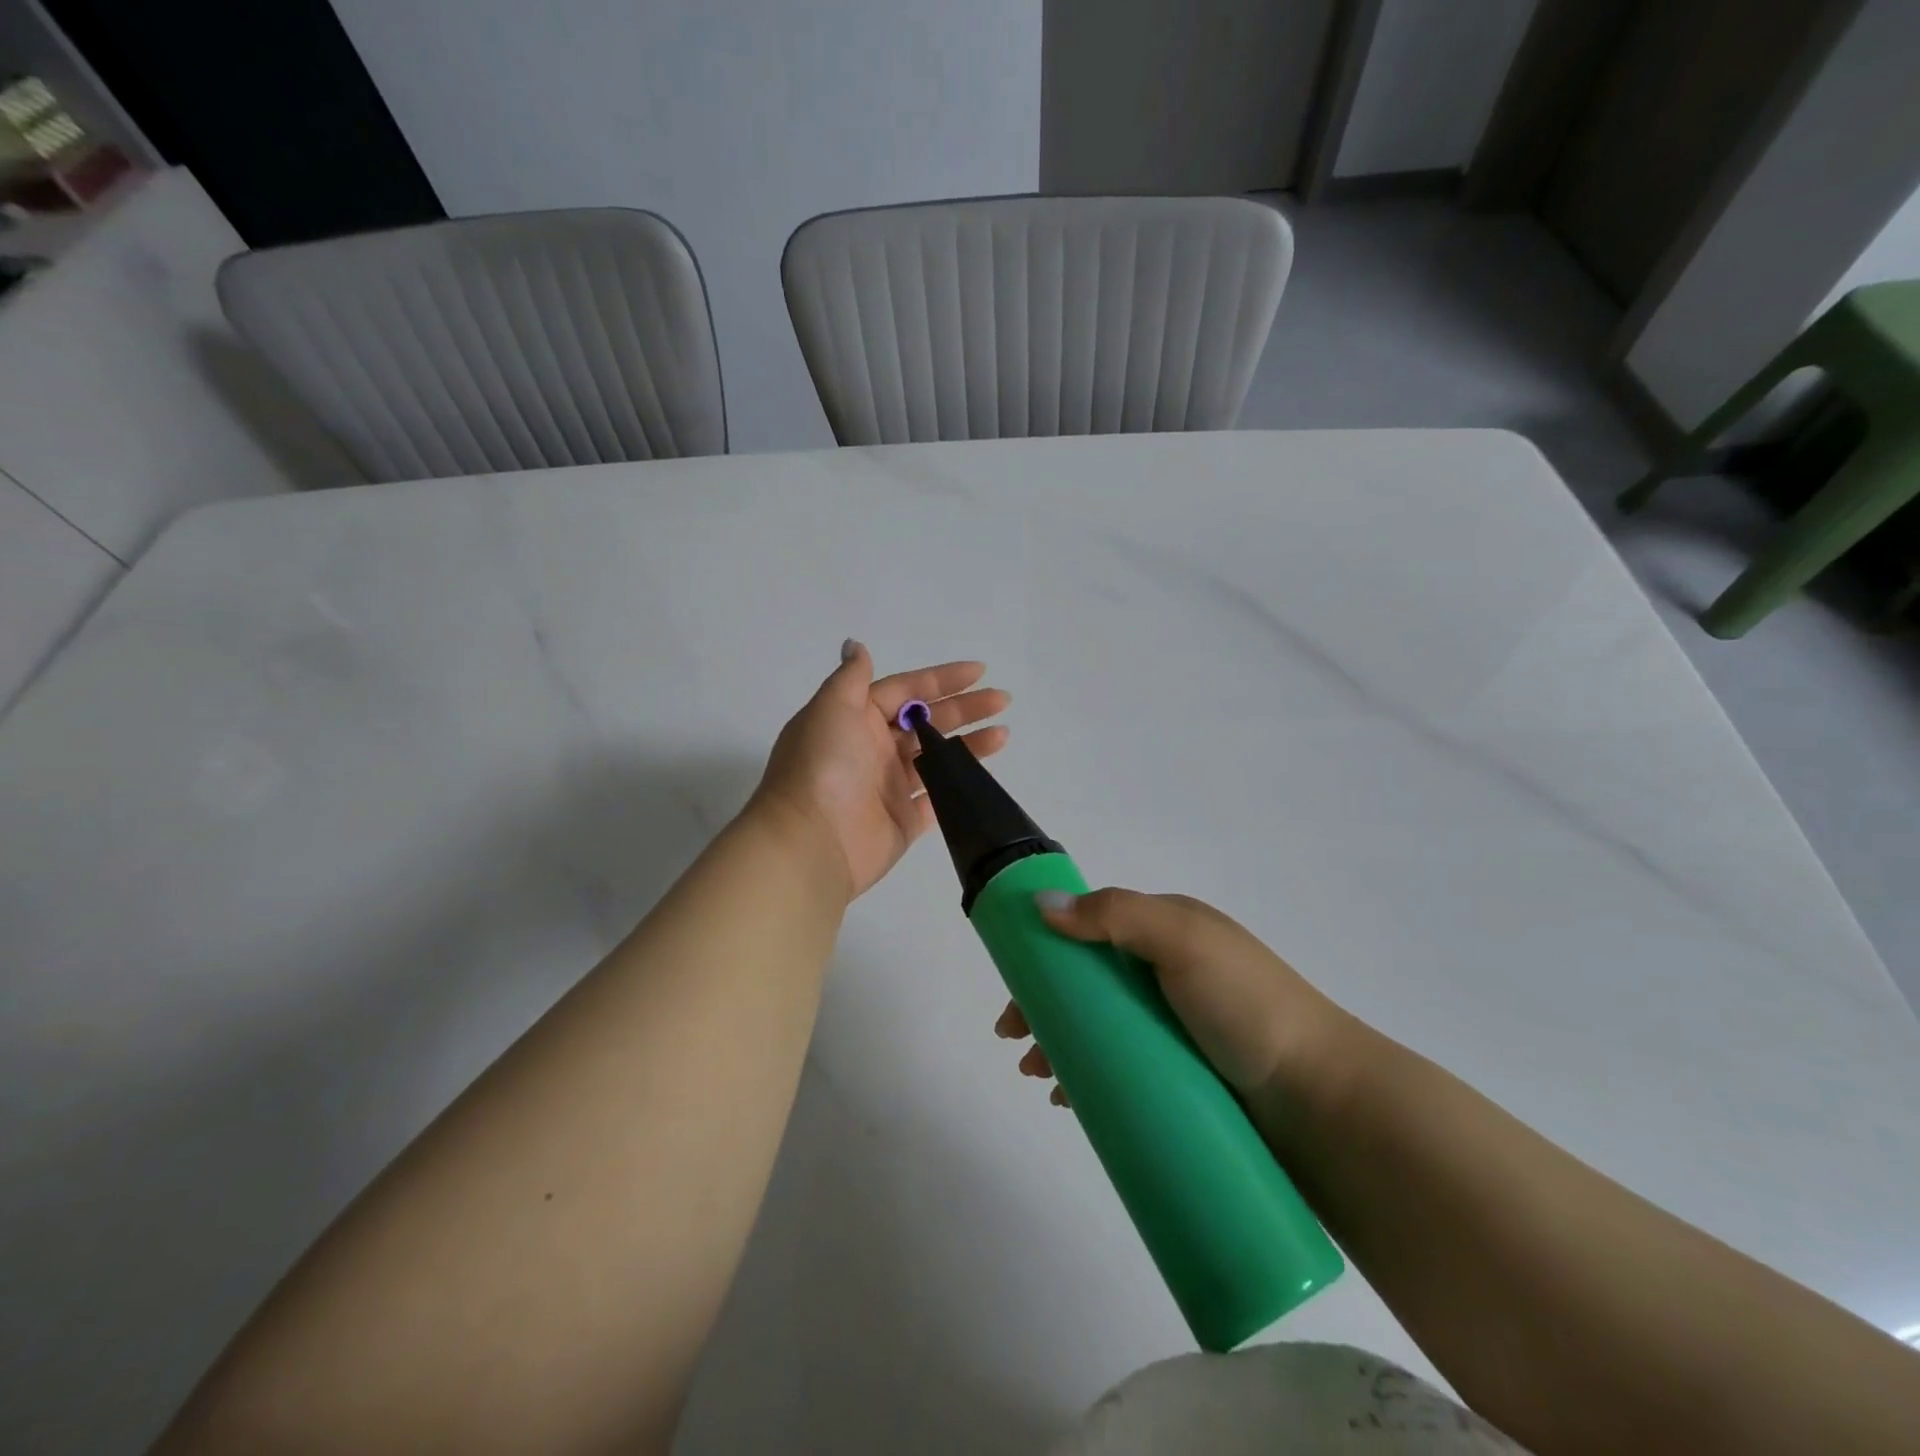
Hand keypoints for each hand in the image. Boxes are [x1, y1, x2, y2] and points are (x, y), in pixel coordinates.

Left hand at [750, 640, 1009, 900]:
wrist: (811, 842)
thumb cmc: (822, 767)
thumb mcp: (831, 708)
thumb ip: (850, 677)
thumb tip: (855, 645)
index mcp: (856, 718)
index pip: (905, 690)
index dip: (941, 679)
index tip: (980, 671)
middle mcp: (873, 748)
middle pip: (926, 721)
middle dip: (964, 708)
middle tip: (1001, 700)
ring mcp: (889, 785)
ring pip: (937, 758)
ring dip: (968, 744)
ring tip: (1003, 734)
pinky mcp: (903, 820)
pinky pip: (937, 797)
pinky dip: (959, 785)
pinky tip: (985, 774)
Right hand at [995, 888, 1353, 1105]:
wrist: (1323, 1103)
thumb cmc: (1248, 1007)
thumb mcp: (1183, 941)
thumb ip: (1114, 915)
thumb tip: (1040, 903)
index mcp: (1169, 931)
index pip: (1091, 928)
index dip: (1046, 950)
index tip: (1014, 987)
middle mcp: (1169, 974)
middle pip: (1089, 983)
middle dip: (1045, 1006)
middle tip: (1017, 1042)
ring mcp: (1177, 1028)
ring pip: (1101, 1029)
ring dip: (1060, 1044)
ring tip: (1037, 1077)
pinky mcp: (1183, 1076)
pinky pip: (1121, 1068)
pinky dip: (1088, 1076)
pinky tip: (1068, 1099)